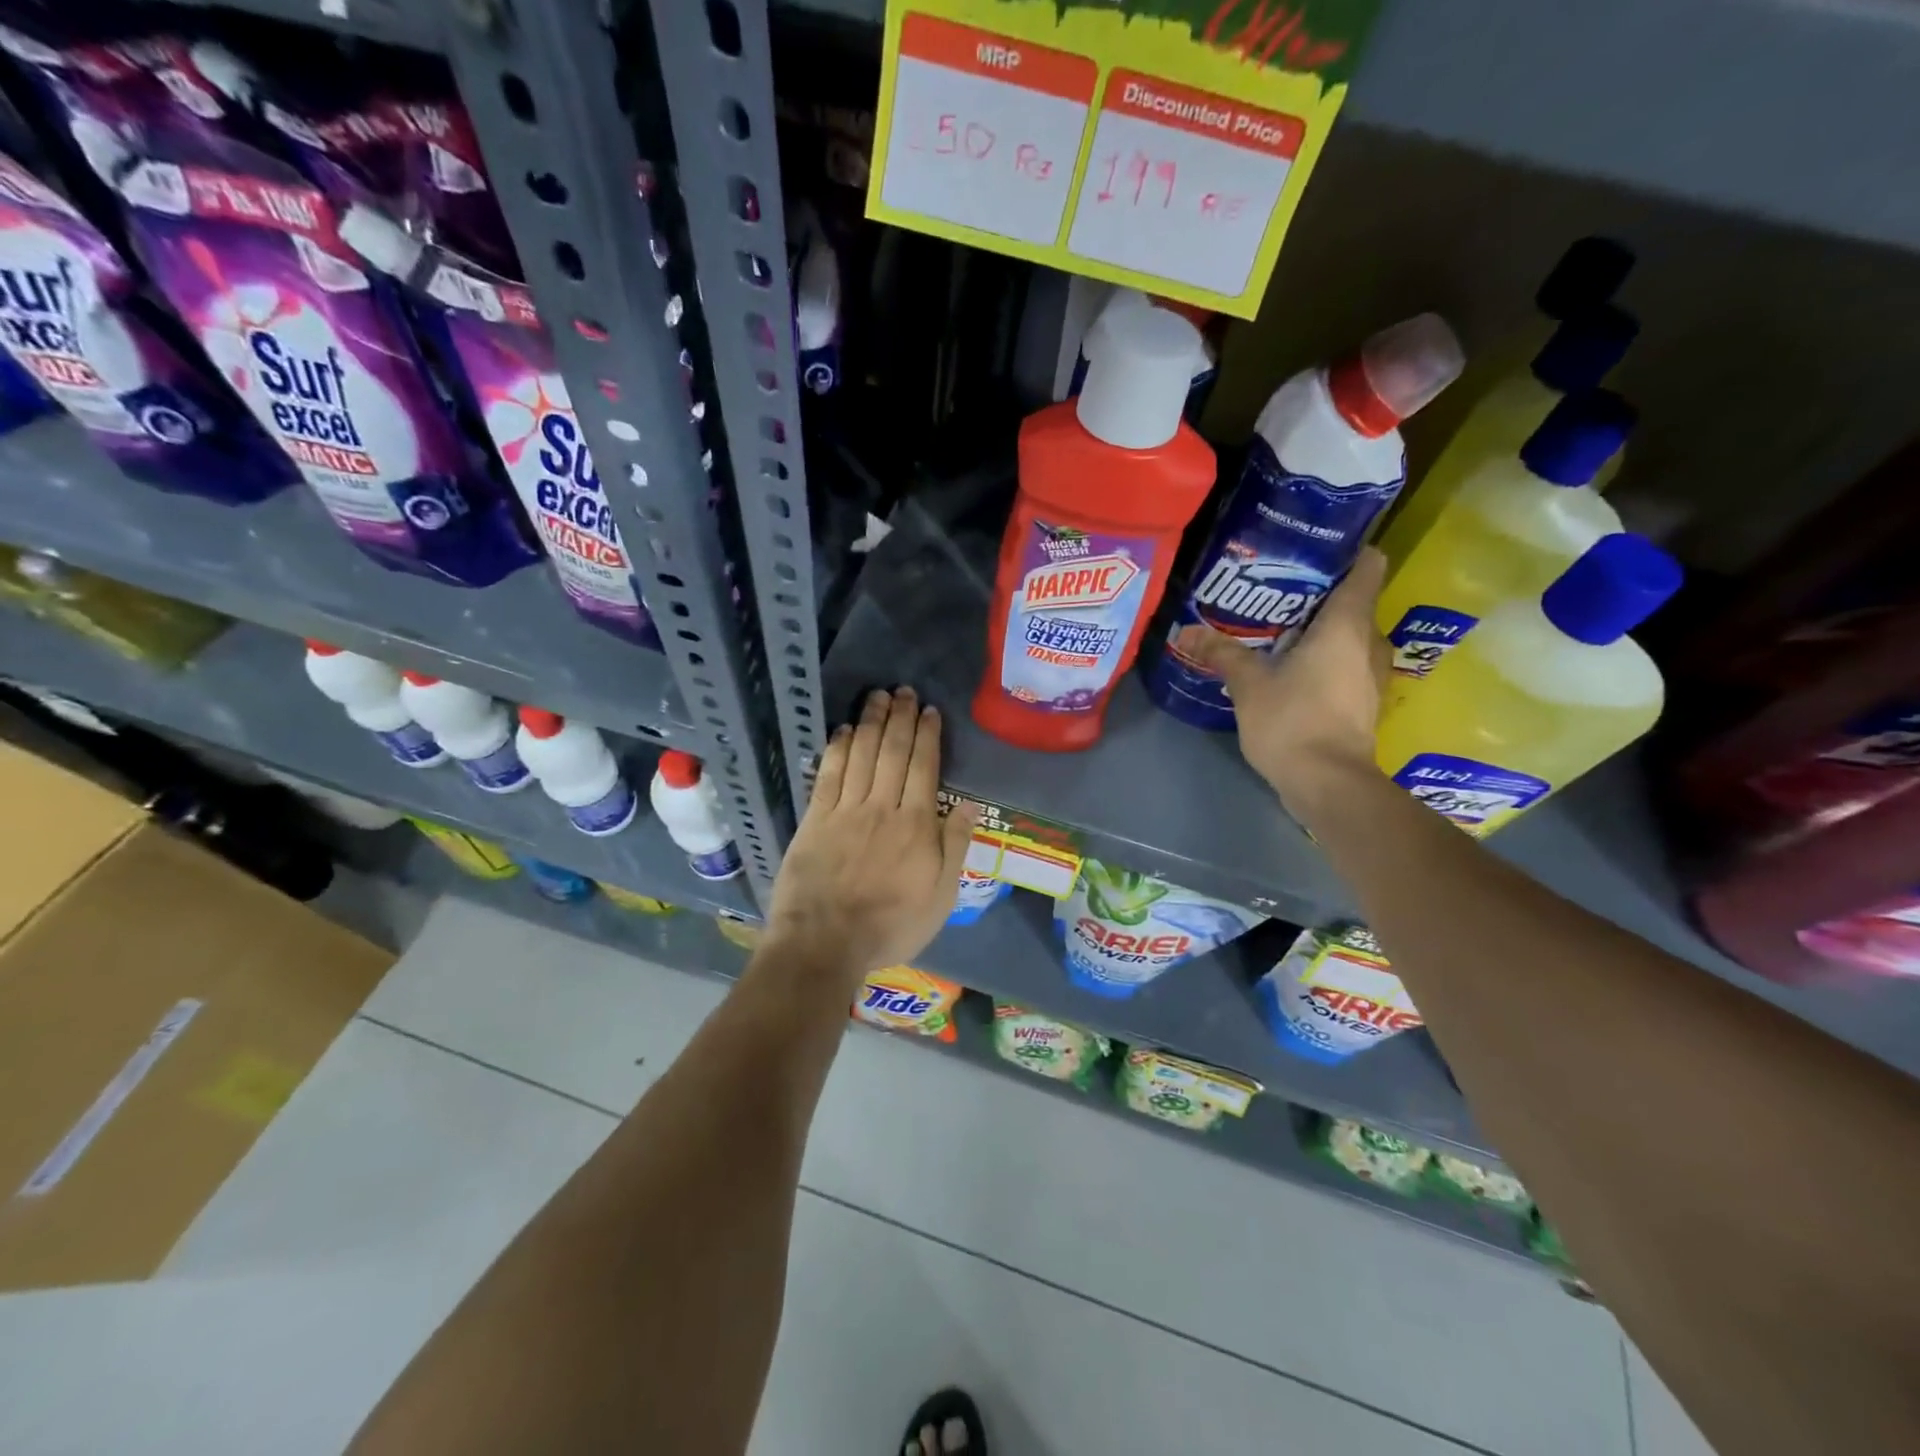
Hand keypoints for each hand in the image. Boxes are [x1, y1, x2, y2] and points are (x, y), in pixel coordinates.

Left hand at [766, 687, 977, 978]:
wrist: (825, 943)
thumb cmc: (890, 926)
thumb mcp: (940, 897)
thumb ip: (955, 847)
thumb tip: (971, 805)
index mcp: (916, 825)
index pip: (924, 767)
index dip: (927, 735)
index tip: (929, 711)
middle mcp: (882, 807)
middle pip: (892, 752)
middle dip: (900, 718)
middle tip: (903, 691)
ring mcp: (845, 810)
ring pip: (861, 755)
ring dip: (871, 722)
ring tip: (878, 697)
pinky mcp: (815, 819)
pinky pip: (828, 774)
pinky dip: (837, 748)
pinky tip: (843, 730)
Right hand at [1173, 546, 1388, 817]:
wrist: (1328, 783)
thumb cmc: (1293, 721)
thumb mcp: (1248, 684)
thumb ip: (1221, 652)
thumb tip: (1186, 631)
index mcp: (1347, 624)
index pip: (1367, 566)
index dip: (1346, 551)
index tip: (1312, 549)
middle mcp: (1369, 641)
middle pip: (1354, 601)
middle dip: (1319, 593)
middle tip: (1276, 590)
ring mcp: (1371, 674)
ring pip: (1350, 635)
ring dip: (1320, 629)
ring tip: (1278, 628)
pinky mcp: (1363, 701)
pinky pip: (1346, 663)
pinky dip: (1324, 658)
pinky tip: (1289, 667)